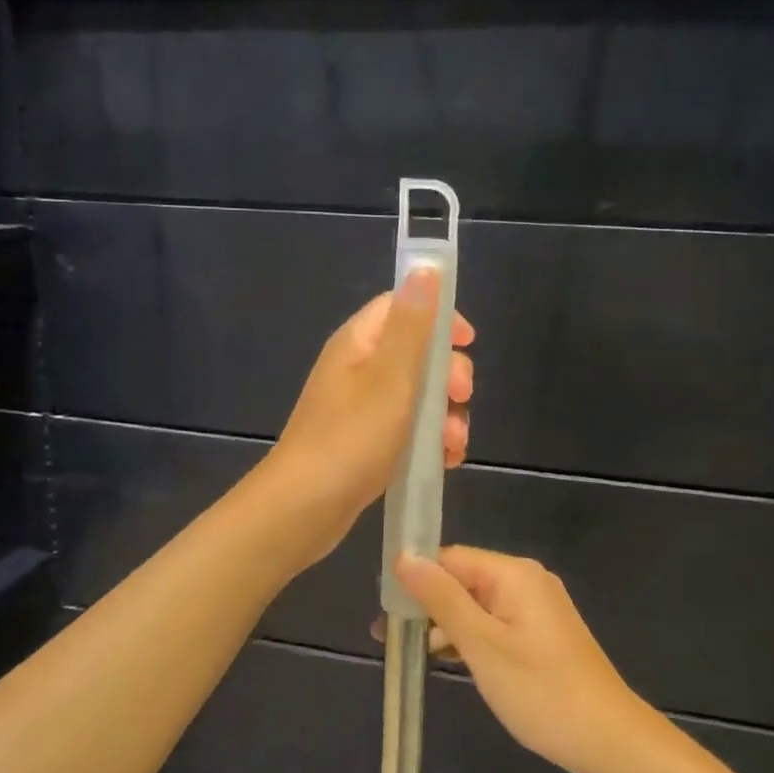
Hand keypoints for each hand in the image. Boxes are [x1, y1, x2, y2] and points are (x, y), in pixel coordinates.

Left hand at [268, 266, 474, 557]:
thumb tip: (425, 265)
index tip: (468, 342)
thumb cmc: (351, 436)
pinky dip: (429, 440)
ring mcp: (359, 407)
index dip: (440, 318)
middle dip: (448, 374)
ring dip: (445, 414)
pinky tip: (444, 461)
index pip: (403, 306)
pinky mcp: (364, 441)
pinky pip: (406, 428)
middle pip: (416, 353)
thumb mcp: (391, 375)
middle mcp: (357, 368)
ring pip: (417, 395)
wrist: (304, 507)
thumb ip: (413, 322)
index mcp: (359, 342)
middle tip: (461, 397)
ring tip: (455, 443)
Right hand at [395, 547, 652, 772]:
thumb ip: (441, 599)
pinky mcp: (542, 634)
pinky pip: (495, 622)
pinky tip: (447, 659)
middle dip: (426, 604)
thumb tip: (403, 557)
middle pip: (462, 579)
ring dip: (444, 624)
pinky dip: (470, 637)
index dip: (415, 578)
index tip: (383, 609)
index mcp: (513, 573)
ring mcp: (537, 608)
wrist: (610, 742)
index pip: (450, 558)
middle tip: (388, 637)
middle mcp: (526, 580)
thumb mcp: (481, 644)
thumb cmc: (540, 691)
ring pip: (477, 604)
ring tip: (407, 653)